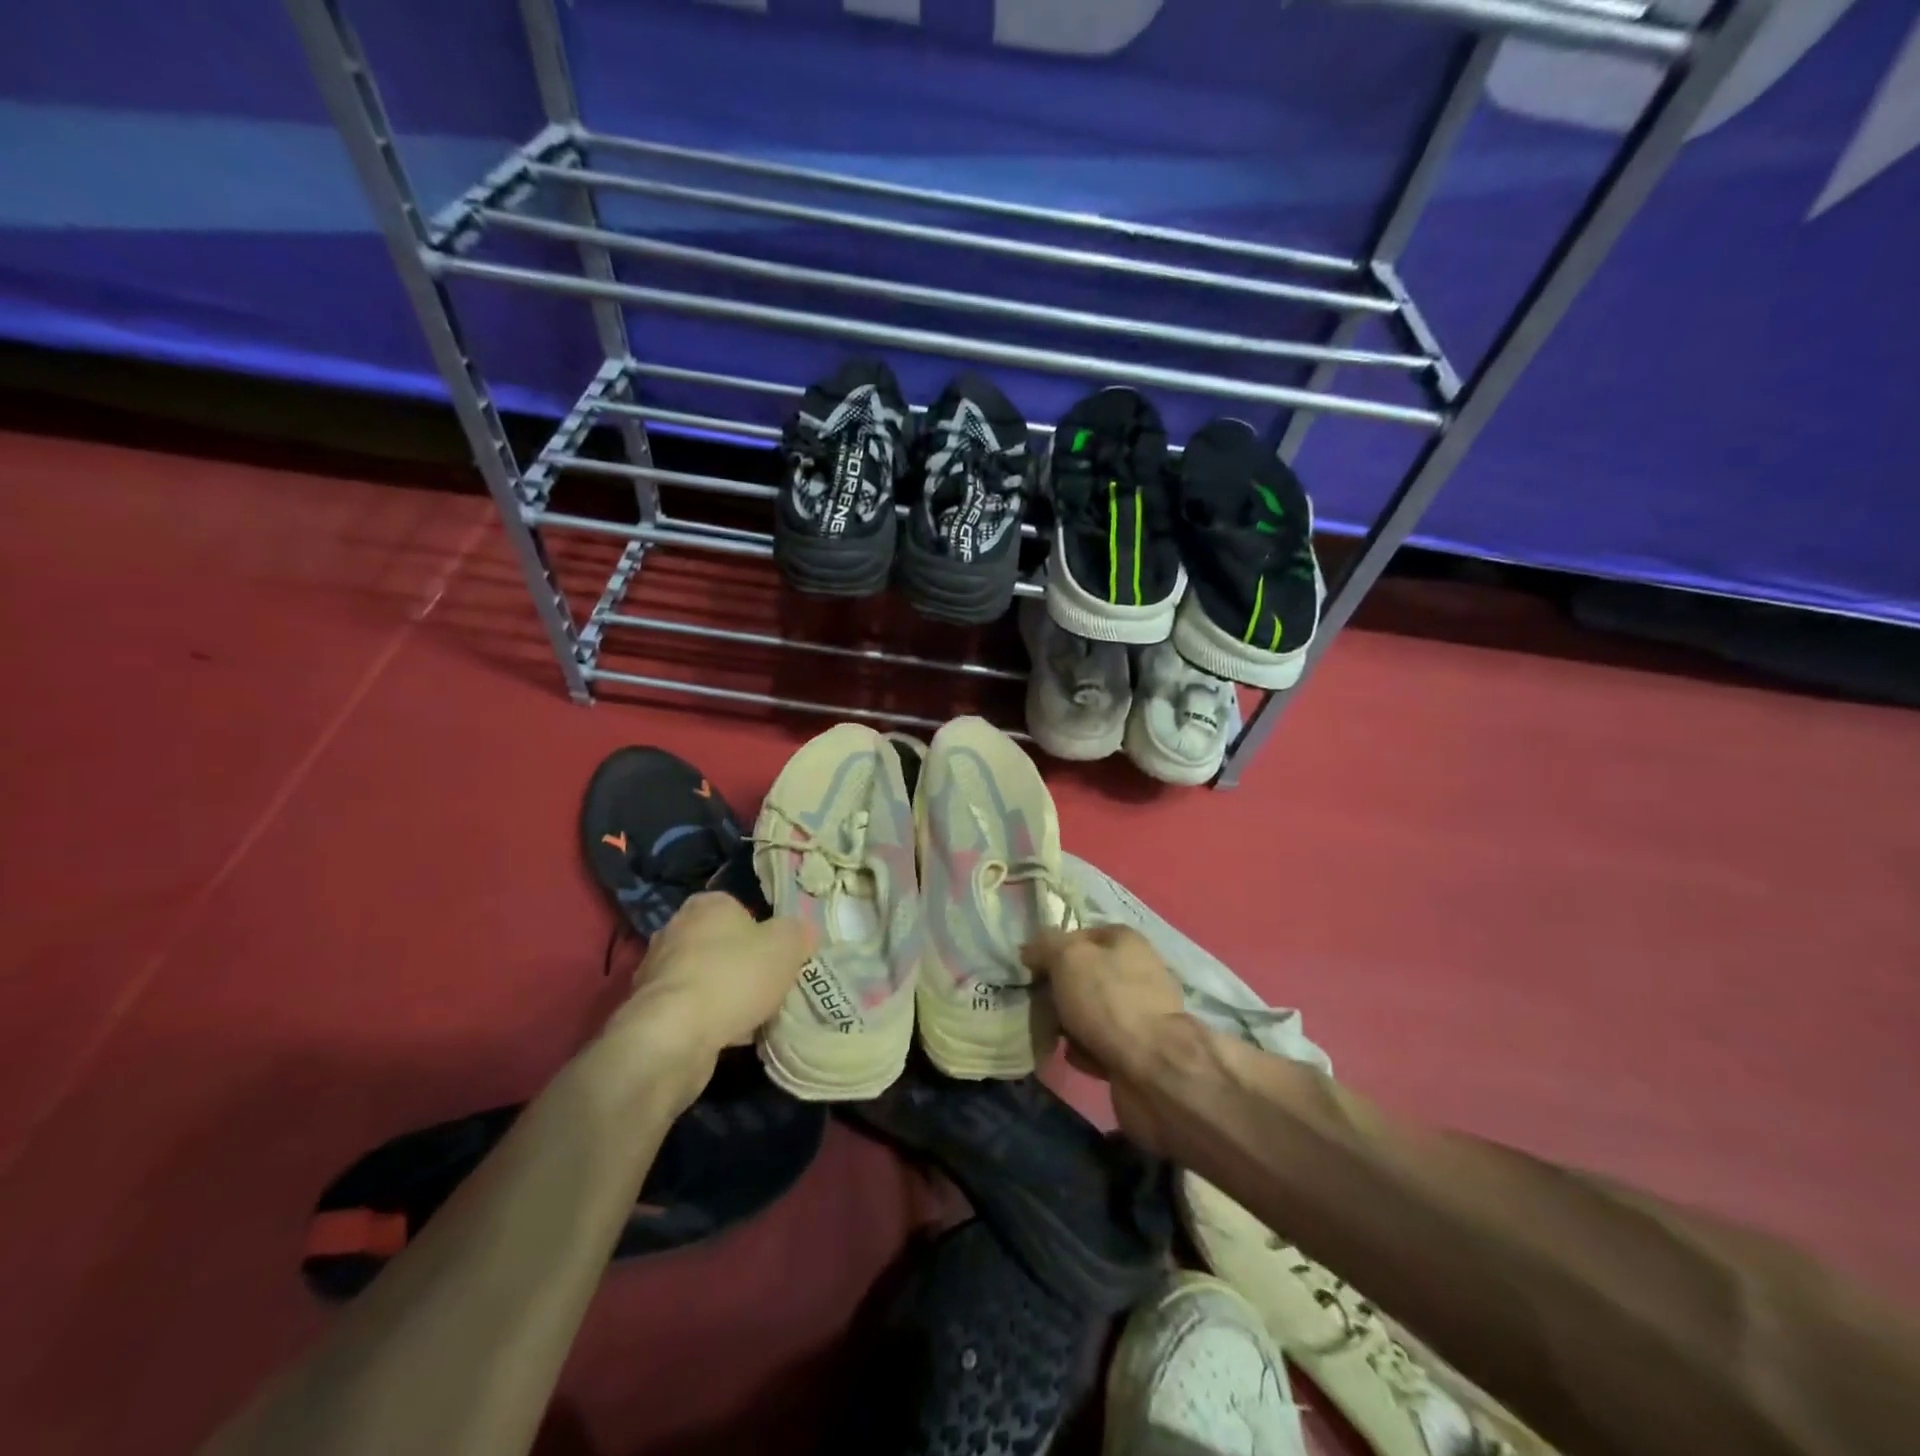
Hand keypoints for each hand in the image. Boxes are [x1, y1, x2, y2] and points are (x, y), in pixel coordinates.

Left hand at [617, 892, 814, 1059]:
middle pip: (721, 944)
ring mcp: (657, 972)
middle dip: (743, 964)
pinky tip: (730, 1036)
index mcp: (707, 904)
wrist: (675, 1036)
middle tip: (770, 986)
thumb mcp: (787, 945)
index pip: (739, 909)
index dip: (763, 931)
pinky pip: (691, 1009)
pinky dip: (709, 1020)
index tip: (779, 956)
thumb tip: (803, 933)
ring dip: (726, 995)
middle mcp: (675, 929)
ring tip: (754, 1017)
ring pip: (706, 978)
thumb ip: (799, 933)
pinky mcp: (649, 1011)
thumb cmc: (735, 976)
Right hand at [1022, 924, 1190, 1151]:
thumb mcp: (1067, 958)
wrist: (1154, 1069)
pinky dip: (1087, 1050)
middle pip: (1085, 975)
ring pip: (1091, 1011)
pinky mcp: (1141, 1049)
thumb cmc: (1108, 1001)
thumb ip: (1045, 945)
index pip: (1079, 935)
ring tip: (1053, 1036)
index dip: (1053, 951)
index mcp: (1125, 940)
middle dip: (1059, 992)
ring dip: (1069, 1024)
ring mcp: (1142, 1011)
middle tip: (1038, 1007)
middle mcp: (1138, 970)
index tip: (1033, 972)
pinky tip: (1076, 1057)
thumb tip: (1031, 950)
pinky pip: (1102, 1043)